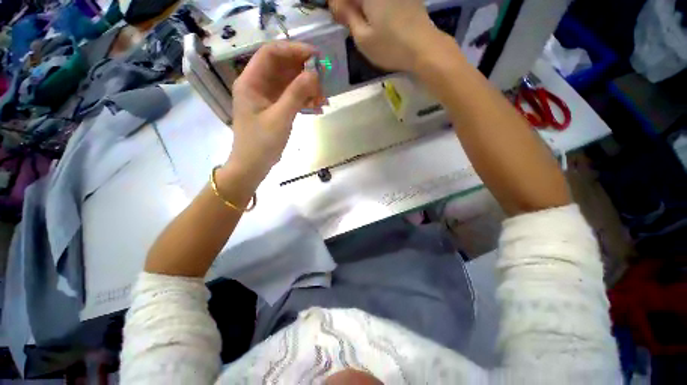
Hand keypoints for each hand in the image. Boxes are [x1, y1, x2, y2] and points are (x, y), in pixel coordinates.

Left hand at [226, 41, 323, 185]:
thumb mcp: (280, 118)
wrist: (253, 165)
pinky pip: (291, 97)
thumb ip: (296, 94)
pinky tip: (318, 107)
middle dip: (304, 71)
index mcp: (251, 81)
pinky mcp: (275, 108)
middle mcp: (258, 85)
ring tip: (323, 98)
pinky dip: (304, 100)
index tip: (315, 56)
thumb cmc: (261, 143)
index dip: (293, 50)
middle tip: (323, 80)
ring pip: (289, 83)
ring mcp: (267, 97)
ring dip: (307, 87)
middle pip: (282, 67)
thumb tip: (314, 74)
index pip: (271, 53)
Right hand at [330, 0, 441, 72]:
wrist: (424, 48)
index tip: (338, 18)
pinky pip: (383, 0)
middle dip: (350, 5)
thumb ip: (347, 16)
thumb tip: (336, 4)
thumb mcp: (362, 38)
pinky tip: (377, 19)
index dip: (338, 5)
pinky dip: (375, 7)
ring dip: (362, 7)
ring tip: (363, 23)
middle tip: (348, 22)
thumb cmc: (390, 46)